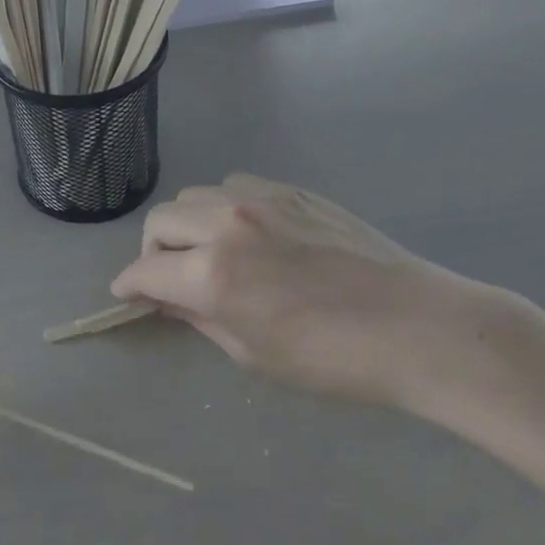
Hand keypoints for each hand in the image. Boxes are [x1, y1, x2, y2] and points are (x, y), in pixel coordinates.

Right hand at [111, 174, 511, 409]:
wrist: (417, 326)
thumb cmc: (333, 359)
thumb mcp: (253, 353)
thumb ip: (199, 317)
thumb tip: (166, 297)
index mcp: (213, 275)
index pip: (145, 271)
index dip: (129, 286)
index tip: (127, 296)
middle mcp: (227, 225)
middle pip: (161, 221)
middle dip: (154, 252)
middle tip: (170, 278)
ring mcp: (261, 199)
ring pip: (196, 195)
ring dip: (188, 224)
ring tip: (210, 252)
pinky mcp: (293, 190)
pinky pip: (236, 185)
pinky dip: (225, 206)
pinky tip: (249, 232)